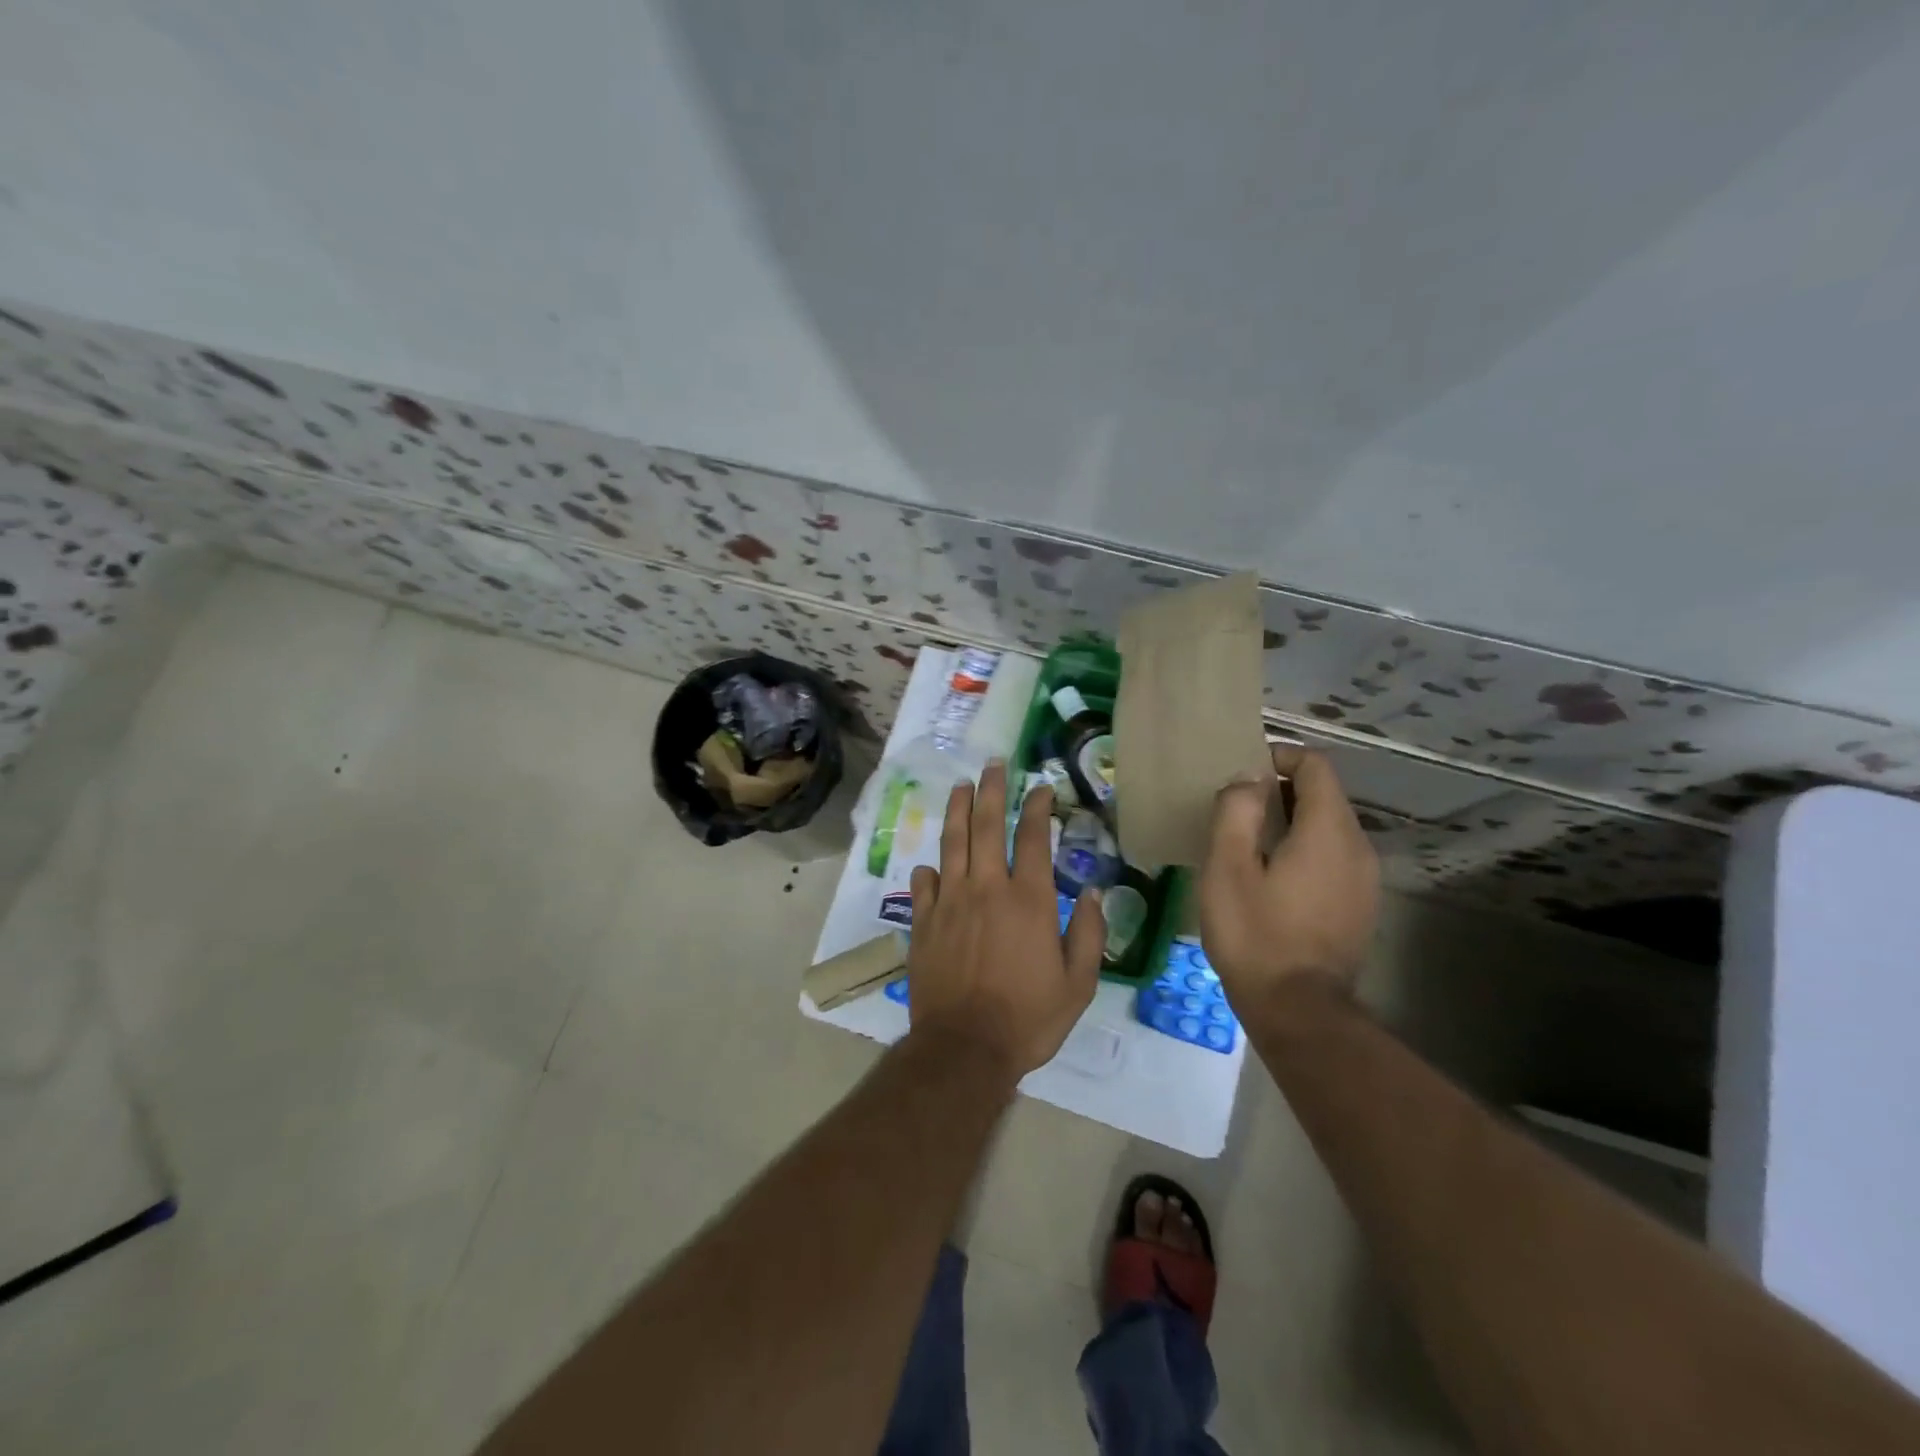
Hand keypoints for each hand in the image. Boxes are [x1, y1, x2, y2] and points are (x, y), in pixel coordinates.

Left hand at [905, 761, 1105, 1078]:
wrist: (965, 1048)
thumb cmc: (1028, 1018)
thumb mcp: (1078, 984)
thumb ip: (1090, 934)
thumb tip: (1096, 893)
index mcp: (1029, 899)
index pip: (1032, 837)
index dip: (1037, 807)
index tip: (1039, 787)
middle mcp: (986, 888)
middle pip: (986, 825)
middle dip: (990, 790)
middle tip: (992, 765)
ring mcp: (949, 902)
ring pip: (951, 843)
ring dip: (956, 810)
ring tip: (960, 787)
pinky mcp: (923, 921)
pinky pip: (923, 884)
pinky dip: (929, 868)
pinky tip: (931, 862)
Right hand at [1199, 746, 1378, 1011]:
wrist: (1298, 1010)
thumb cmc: (1255, 934)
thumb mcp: (1227, 868)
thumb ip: (1237, 811)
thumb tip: (1248, 780)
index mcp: (1328, 831)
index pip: (1316, 766)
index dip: (1280, 756)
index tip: (1244, 772)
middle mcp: (1358, 847)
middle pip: (1325, 795)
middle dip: (1282, 790)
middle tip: (1237, 808)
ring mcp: (1365, 879)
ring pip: (1330, 827)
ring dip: (1292, 821)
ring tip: (1249, 842)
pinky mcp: (1360, 905)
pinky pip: (1334, 856)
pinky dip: (1305, 849)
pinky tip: (1273, 877)